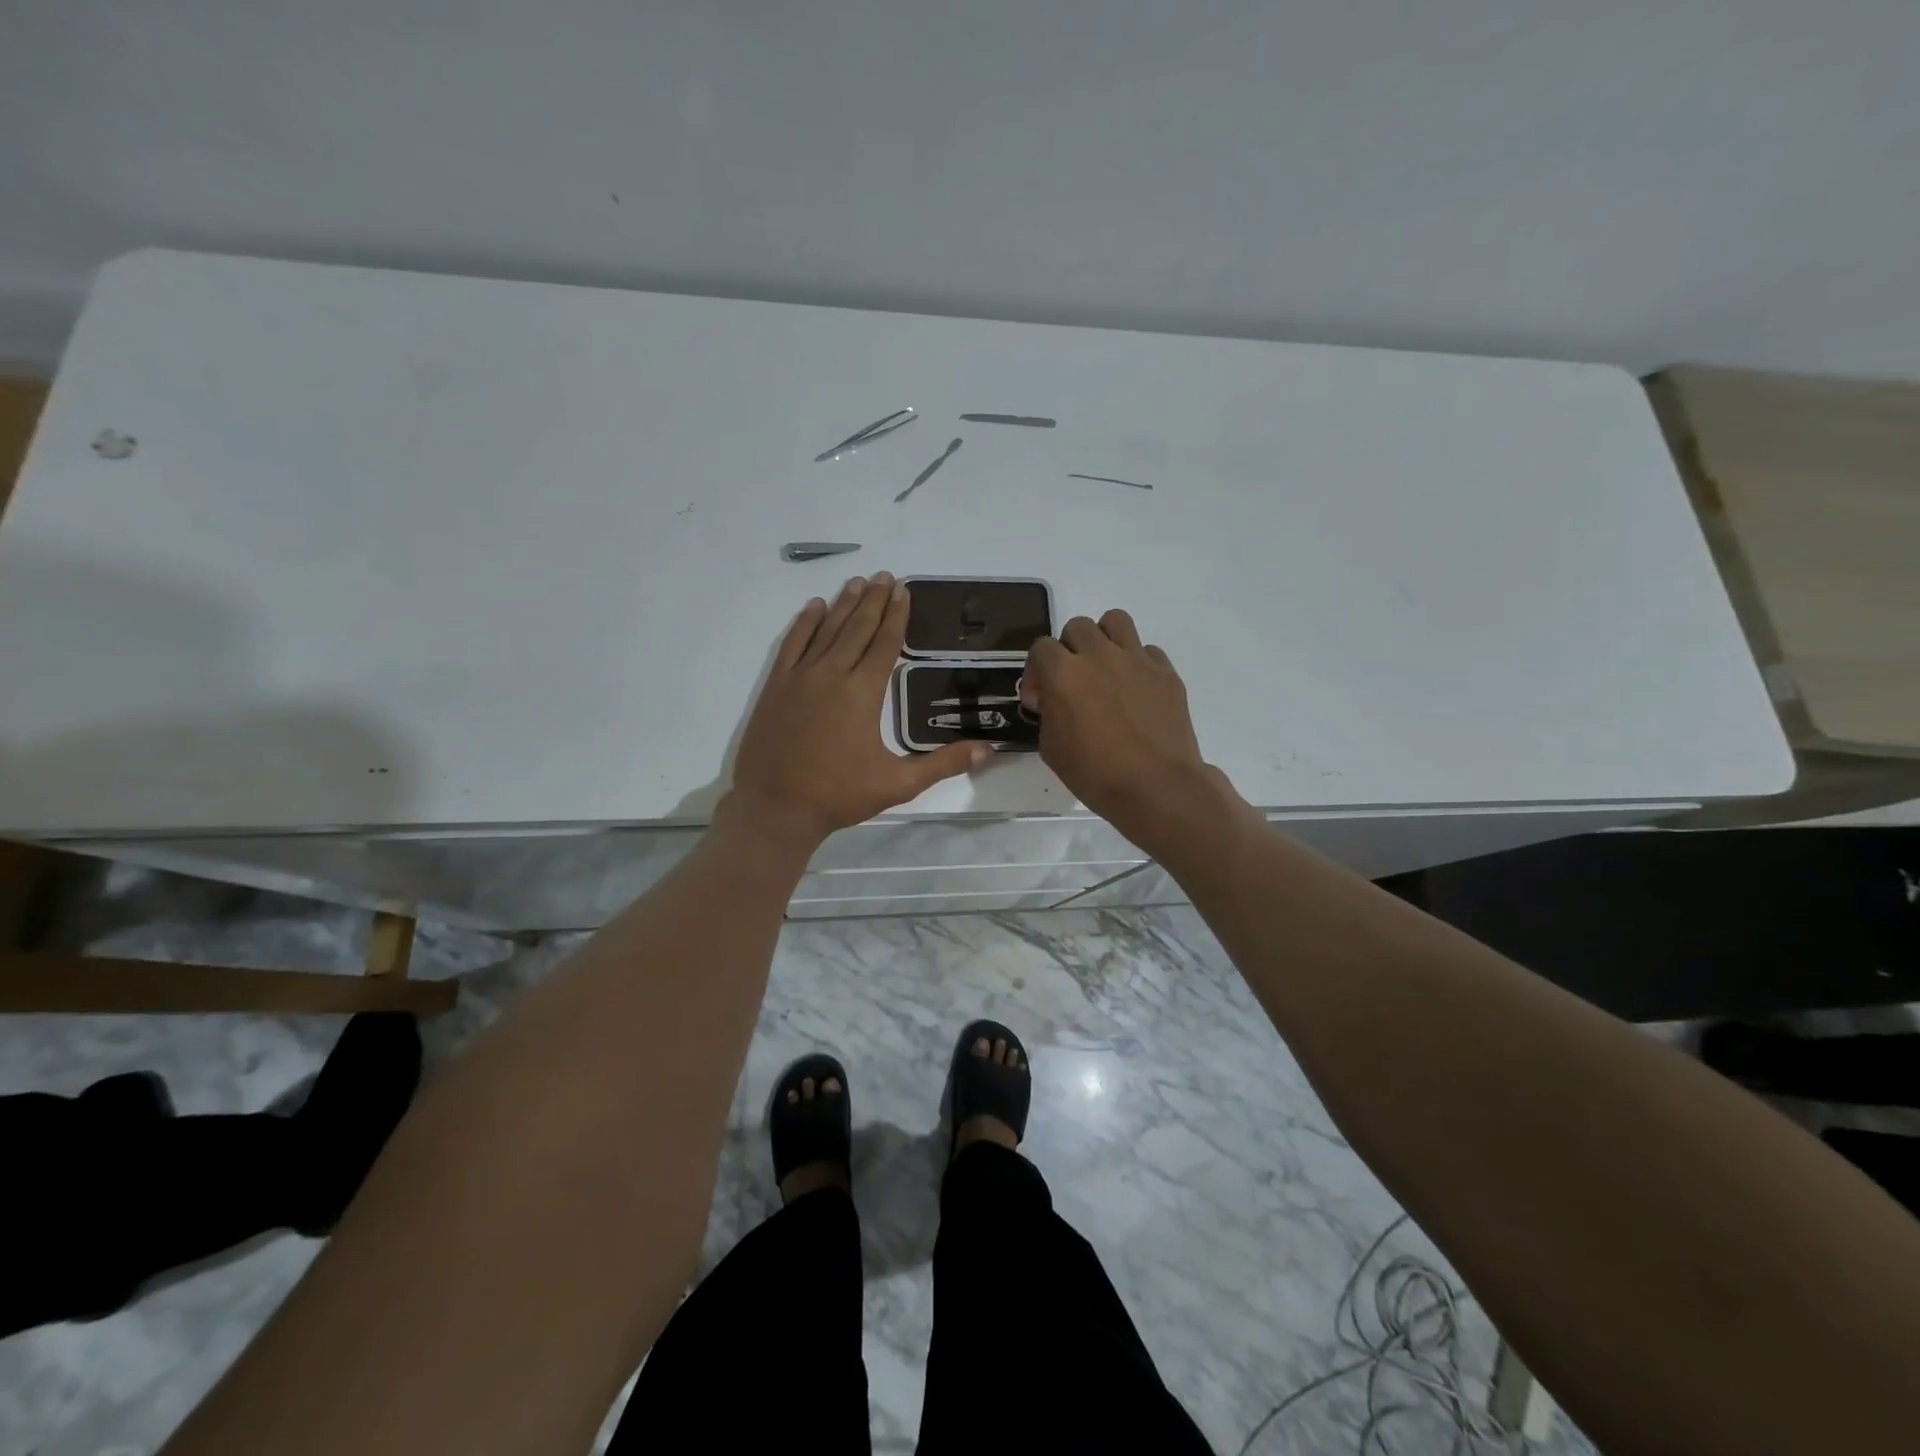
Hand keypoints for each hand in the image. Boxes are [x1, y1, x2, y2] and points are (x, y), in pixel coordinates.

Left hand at [726, 574, 989, 847]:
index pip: (885, 643)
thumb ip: (943, 763)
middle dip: (874, 600)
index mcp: (863, 692)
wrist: (775, 808)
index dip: (896, 615)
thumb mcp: (898, 783)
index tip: (903, 590)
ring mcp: (800, 677)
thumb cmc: (839, 795)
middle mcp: (832, 674)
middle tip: (885, 576)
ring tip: (858, 582)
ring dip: (844, 604)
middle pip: (857, 627)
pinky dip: (805, 623)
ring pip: (826, 630)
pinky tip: (814, 607)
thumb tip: (988, 750)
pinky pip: (792, 644)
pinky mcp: (776, 686)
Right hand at [1021, 610, 1225, 841]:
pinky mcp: (1166, 672)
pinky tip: (1136, 691)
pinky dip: (1137, 663)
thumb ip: (1047, 713)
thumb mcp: (1051, 748)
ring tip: (1105, 668)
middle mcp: (1100, 656)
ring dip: (1104, 639)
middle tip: (1073, 681)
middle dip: (1069, 650)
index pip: (1041, 647)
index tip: (1041, 699)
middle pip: (1077, 626)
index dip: (1036, 671)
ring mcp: (1137, 660)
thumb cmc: (1095, 774)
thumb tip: (1052, 699)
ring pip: (1115, 621)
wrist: (1157, 787)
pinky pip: (1147, 650)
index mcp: (1064, 674)